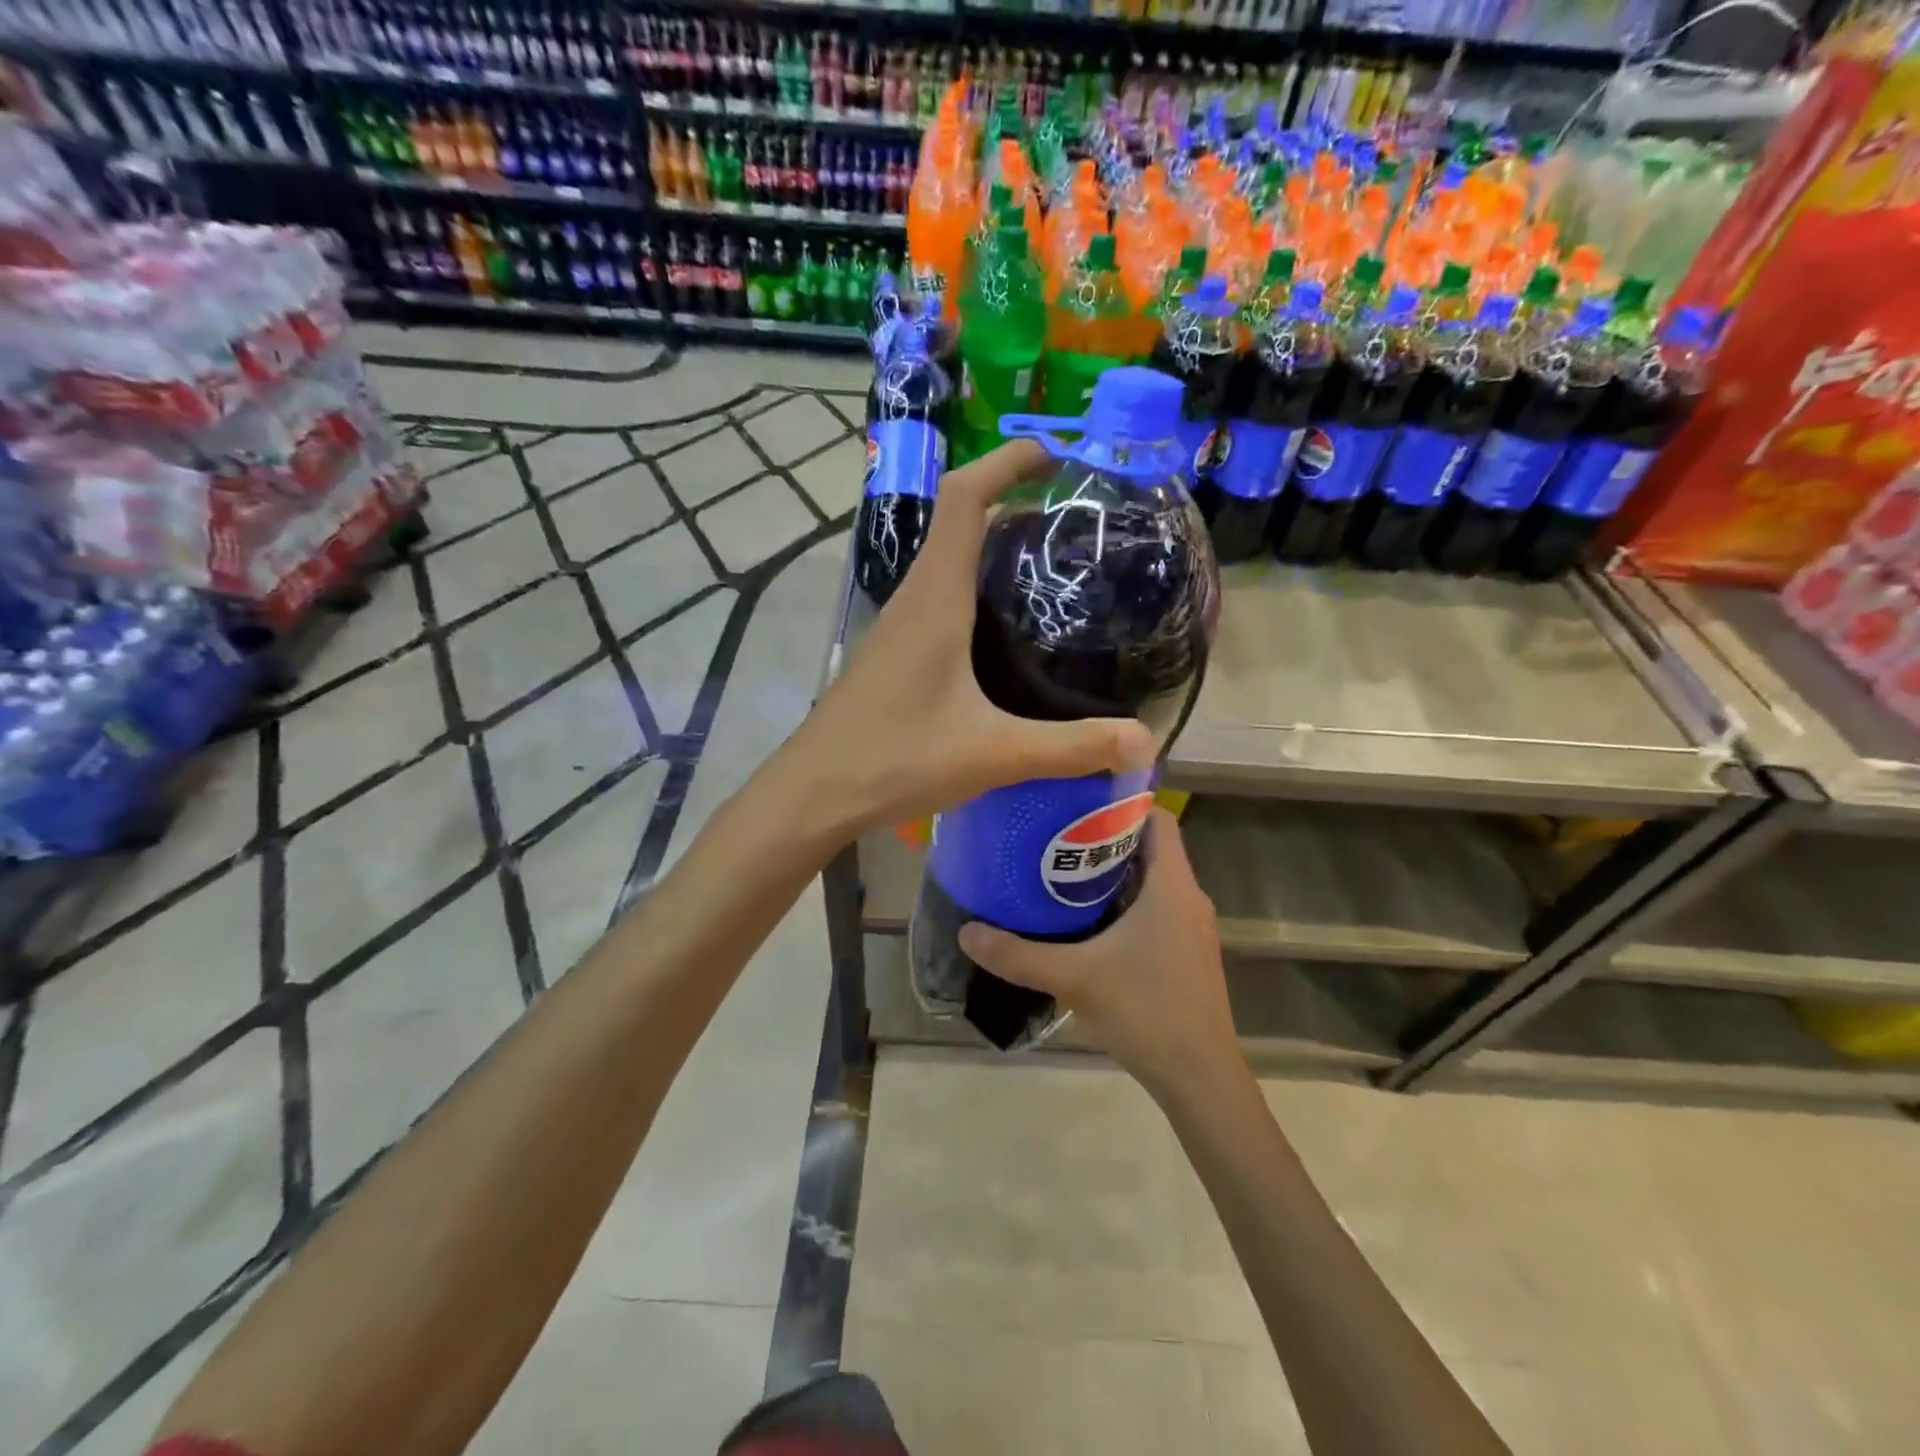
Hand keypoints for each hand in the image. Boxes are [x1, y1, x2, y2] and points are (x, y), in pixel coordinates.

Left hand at [791, 439, 1156, 836]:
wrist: (815, 791)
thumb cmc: (896, 759)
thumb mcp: (993, 753)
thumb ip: (1069, 747)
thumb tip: (1142, 742)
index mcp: (935, 599)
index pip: (964, 498)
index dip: (1005, 462)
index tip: (1055, 454)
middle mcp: (913, 599)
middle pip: (957, 522)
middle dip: (1011, 502)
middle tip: (1072, 521)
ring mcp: (897, 627)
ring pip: (945, 562)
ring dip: (989, 547)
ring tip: (1048, 568)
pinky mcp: (893, 654)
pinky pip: (937, 599)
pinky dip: (972, 589)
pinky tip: (1002, 633)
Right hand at [956, 809, 1237, 1098]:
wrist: (1200, 1078)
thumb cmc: (1145, 1011)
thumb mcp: (1074, 978)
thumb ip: (1018, 954)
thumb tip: (966, 931)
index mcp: (1171, 886)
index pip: (1157, 818)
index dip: (1122, 801)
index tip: (1077, 800)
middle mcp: (1188, 897)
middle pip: (1150, 848)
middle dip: (1106, 837)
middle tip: (1055, 833)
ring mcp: (1192, 928)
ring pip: (1153, 881)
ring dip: (1114, 873)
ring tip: (1062, 871)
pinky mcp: (1188, 953)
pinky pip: (1157, 908)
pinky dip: (1126, 903)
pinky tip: (1088, 922)